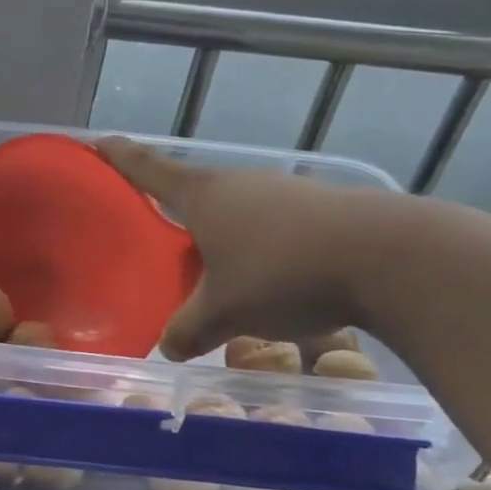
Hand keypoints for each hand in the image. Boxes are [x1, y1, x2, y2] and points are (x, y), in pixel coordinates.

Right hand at [98, 137, 394, 359]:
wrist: (392, 259)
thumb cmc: (284, 274)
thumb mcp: (225, 312)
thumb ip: (188, 329)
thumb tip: (169, 347)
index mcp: (204, 196)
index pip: (148, 169)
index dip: (119, 157)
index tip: (97, 142)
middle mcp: (240, 183)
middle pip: (193, 192)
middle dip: (173, 212)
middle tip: (156, 239)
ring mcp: (284, 192)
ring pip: (235, 211)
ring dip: (220, 235)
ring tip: (214, 271)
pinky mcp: (321, 208)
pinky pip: (271, 224)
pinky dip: (257, 246)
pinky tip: (268, 278)